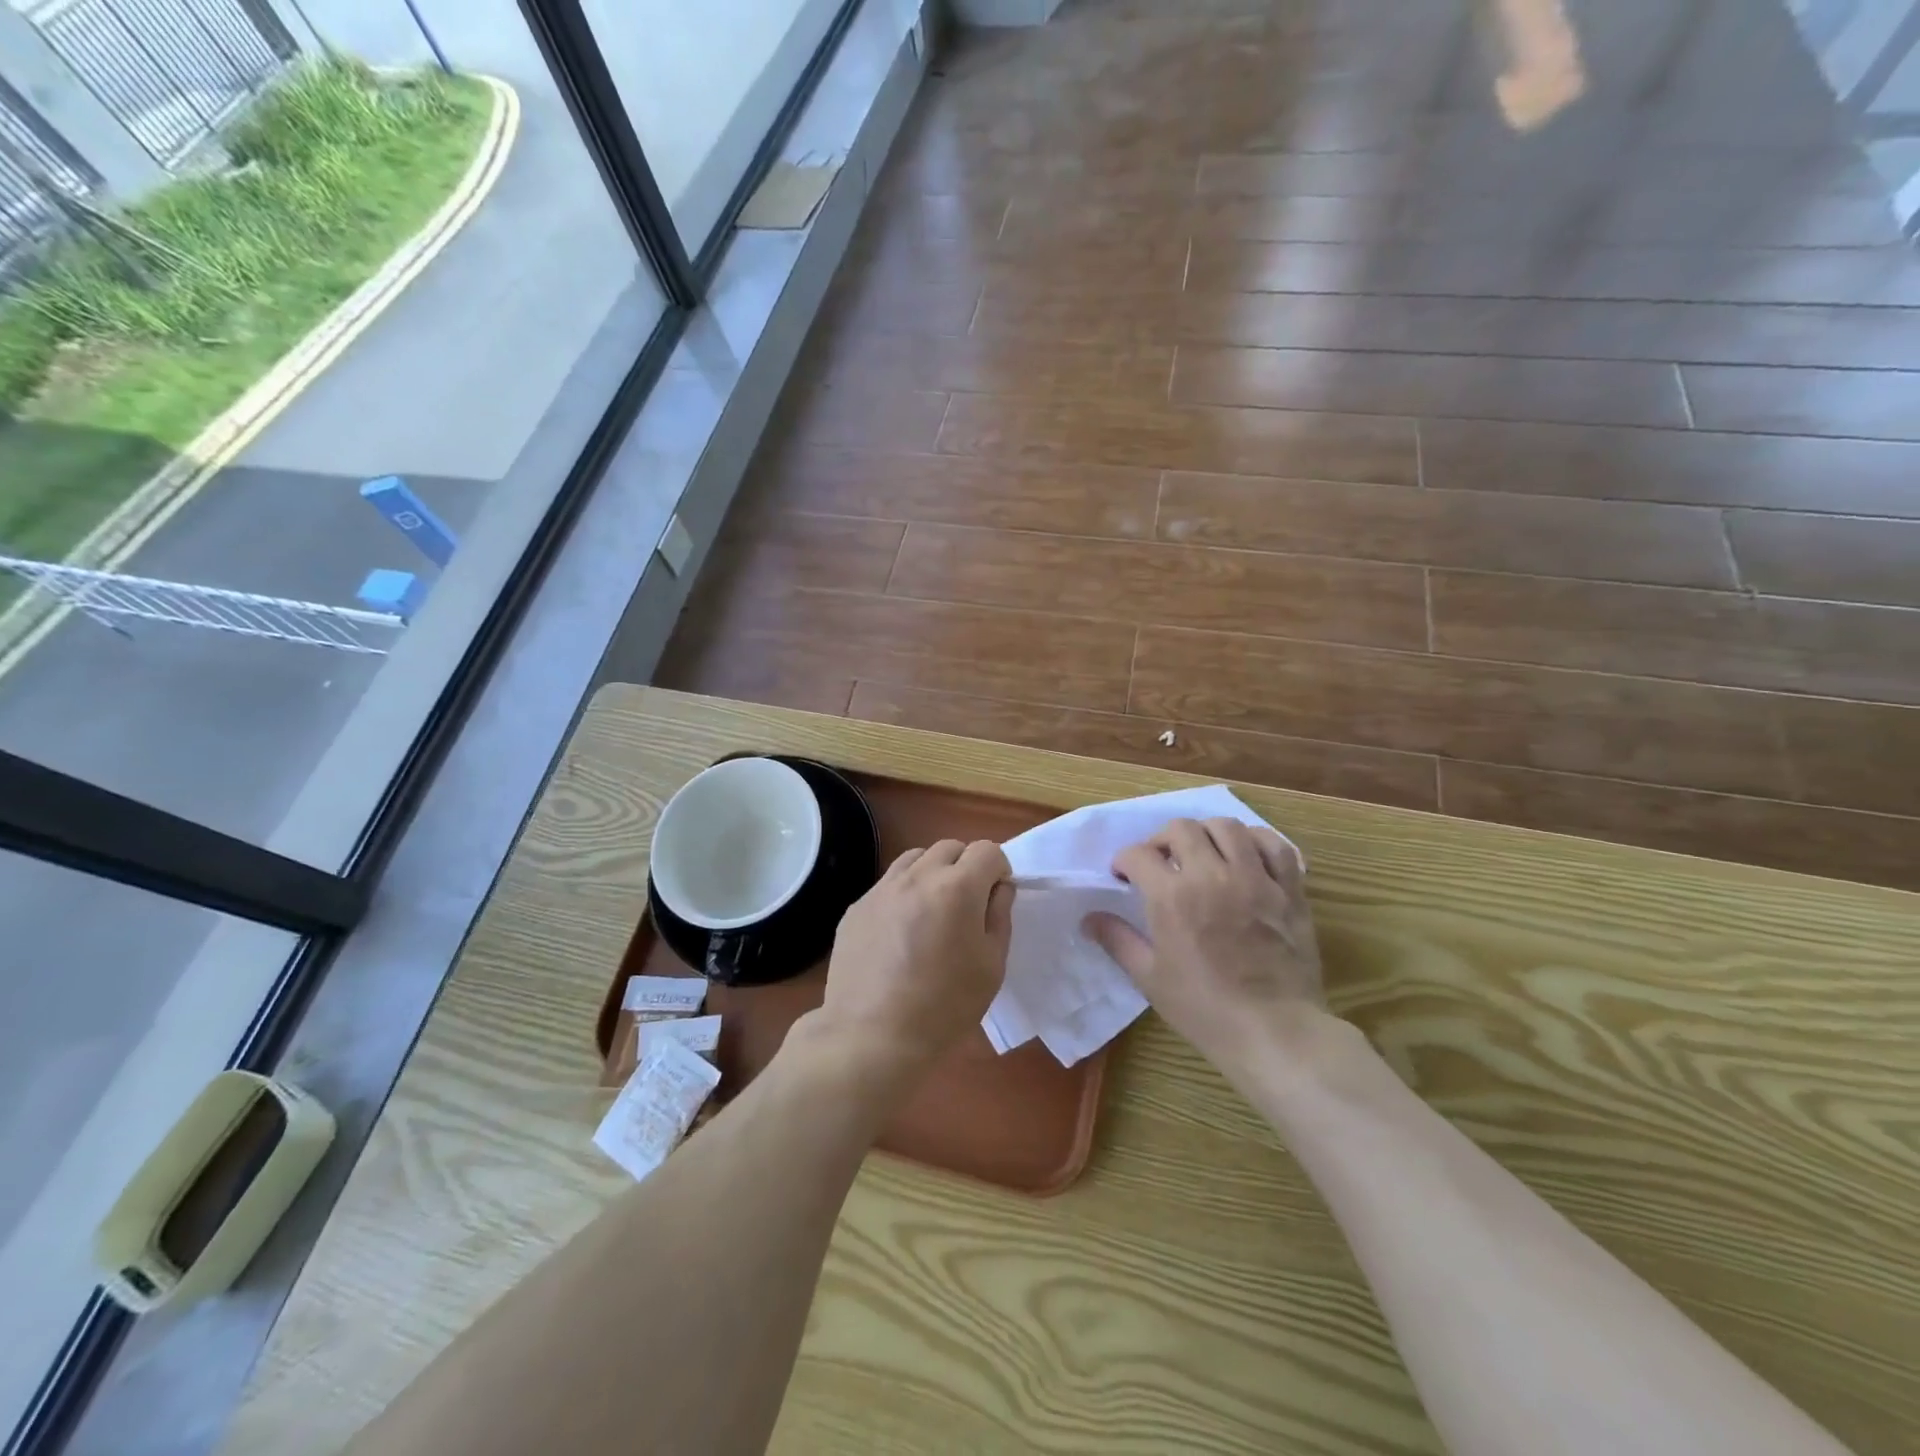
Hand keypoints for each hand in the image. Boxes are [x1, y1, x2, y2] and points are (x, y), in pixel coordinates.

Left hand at [814, 839, 1013, 1082]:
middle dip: (966, 866)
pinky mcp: (856, 907)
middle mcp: (917, 877)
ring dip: (932, 873)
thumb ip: (999, 916)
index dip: (998, 870)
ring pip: (915, 859)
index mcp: (957, 888)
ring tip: (932, 912)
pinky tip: (899, 934)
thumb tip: (998, 887)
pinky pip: (887, 885)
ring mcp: (881, 889)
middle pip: (950, 847)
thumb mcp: (992, 966)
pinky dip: (902, 895)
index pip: (987, 850)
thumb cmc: (945, 1006)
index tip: (995, 898)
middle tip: (966, 906)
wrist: (873, 1037)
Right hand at [1085, 818, 1323, 1069]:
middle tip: (1160, 861)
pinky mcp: (1288, 888)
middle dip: (1161, 839)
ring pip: (1226, 826)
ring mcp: (1254, 878)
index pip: (1138, 854)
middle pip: (1180, 828)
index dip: (1124, 861)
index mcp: (1172, 896)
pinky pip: (1274, 844)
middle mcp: (1211, 875)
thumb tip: (1089, 919)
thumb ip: (1118, 940)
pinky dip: (1256, 841)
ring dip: (1206, 833)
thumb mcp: (1150, 978)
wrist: (1274, 1031)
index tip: (1124, 875)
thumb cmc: (1205, 1008)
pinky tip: (1246, 855)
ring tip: (1202, 853)